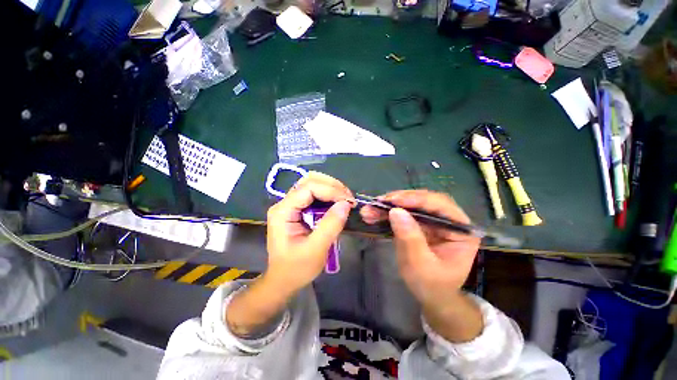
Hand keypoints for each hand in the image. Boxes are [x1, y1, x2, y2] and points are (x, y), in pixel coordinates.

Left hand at [265, 172, 353, 293]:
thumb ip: (330, 225)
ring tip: (345, 199)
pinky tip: (337, 202)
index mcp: (283, 211)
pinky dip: (328, 194)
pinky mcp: (297, 209)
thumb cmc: (296, 268)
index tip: (349, 201)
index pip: (308, 188)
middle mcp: (284, 203)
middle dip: (331, 185)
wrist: (283, 280)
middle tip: (348, 198)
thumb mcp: (316, 249)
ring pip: (312, 184)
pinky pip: (314, 194)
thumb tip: (346, 204)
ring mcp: (290, 205)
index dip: (331, 190)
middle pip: (309, 180)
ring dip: (331, 187)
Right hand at [361, 190, 482, 341]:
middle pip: (424, 201)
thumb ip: (410, 239)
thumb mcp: (420, 266)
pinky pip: (403, 213)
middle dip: (399, 200)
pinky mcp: (419, 224)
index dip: (417, 200)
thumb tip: (395, 211)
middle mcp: (448, 220)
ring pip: (411, 204)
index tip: (394, 201)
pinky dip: (388, 213)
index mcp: (461, 230)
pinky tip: (374, 213)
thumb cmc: (432, 286)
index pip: (441, 206)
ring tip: (370, 208)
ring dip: (390, 205)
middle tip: (378, 202)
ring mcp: (433, 221)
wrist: (430, 296)